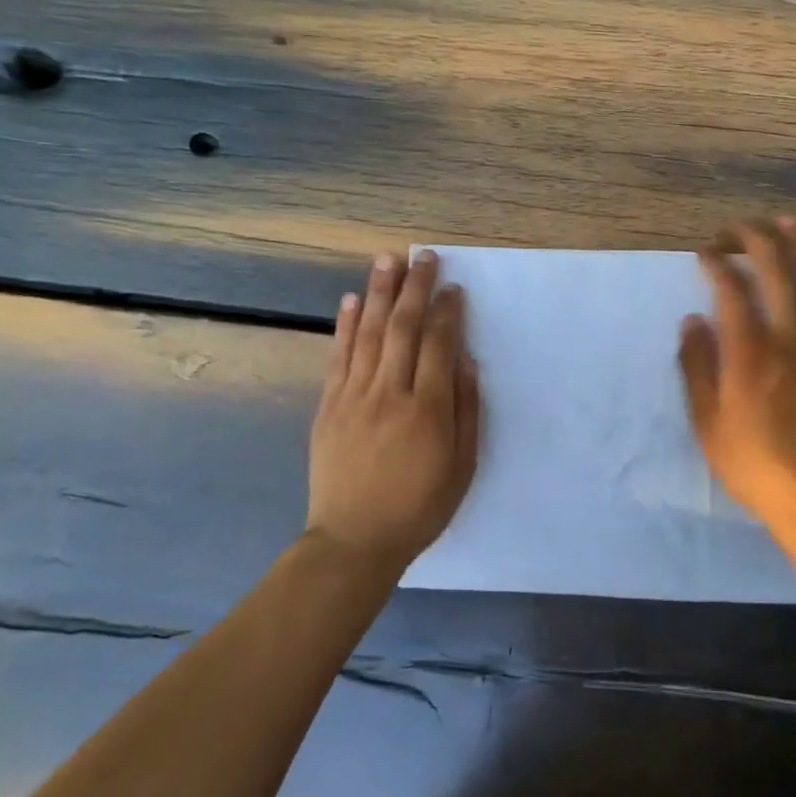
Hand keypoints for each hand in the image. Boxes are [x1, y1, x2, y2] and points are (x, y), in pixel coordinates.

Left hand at [309, 250, 480, 571]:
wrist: (354, 540)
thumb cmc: (419, 507)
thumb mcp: (463, 466)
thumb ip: (467, 410)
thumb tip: (466, 361)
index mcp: (428, 409)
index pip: (440, 345)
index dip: (448, 312)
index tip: (454, 287)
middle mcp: (390, 393)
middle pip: (403, 328)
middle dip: (416, 288)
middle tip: (424, 256)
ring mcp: (354, 397)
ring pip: (368, 333)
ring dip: (380, 292)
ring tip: (388, 260)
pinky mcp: (329, 406)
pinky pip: (338, 356)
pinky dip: (345, 325)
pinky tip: (351, 300)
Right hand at [678, 217, 795, 547]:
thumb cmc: (755, 464)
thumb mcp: (708, 423)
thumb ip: (697, 367)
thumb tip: (692, 320)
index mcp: (749, 351)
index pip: (732, 288)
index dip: (716, 262)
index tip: (704, 254)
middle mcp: (788, 335)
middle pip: (776, 267)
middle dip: (754, 238)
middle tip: (735, 231)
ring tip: (783, 221)